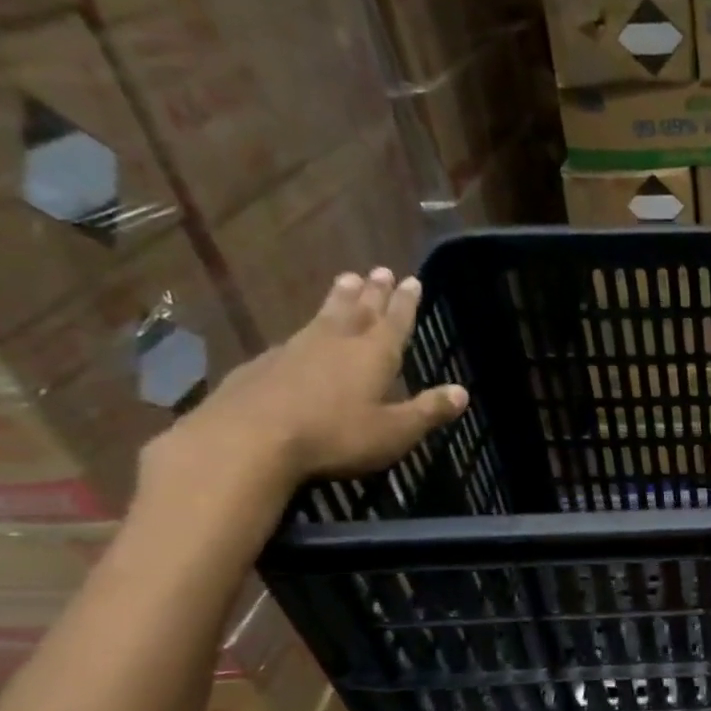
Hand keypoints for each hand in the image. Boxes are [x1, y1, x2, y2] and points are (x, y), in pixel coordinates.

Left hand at [144, 267, 467, 507]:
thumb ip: (428, 411)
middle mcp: (336, 343)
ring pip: (324, 316)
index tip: (411, 280)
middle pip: (359, 310)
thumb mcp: (394, 431)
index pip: (395, 322)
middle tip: (379, 270)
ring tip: (346, 280)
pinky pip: (294, 338)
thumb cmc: (335, 436)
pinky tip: (301, 335)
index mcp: (373, 356)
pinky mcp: (263, 365)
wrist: (249, 440)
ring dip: (339, 298)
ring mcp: (295, 350)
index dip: (405, 303)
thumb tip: (462, 392)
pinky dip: (306, 330)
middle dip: (373, 292)